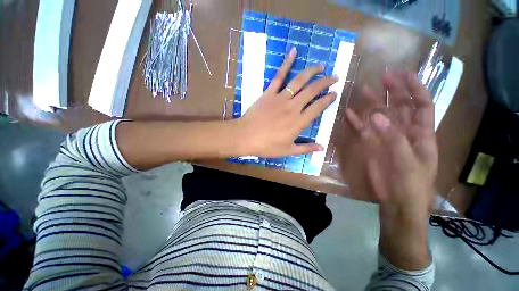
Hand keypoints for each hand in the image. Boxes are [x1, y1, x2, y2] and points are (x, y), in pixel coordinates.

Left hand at [235, 48, 338, 157]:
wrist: (246, 137)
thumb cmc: (267, 146)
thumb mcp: (288, 151)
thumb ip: (305, 148)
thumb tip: (322, 148)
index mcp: (299, 122)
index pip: (318, 107)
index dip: (328, 99)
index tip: (334, 93)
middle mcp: (293, 107)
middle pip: (312, 91)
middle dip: (325, 82)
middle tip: (334, 77)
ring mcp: (281, 98)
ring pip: (299, 81)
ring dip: (312, 72)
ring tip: (321, 66)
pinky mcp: (269, 93)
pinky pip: (279, 76)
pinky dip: (286, 63)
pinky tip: (293, 52)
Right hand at [343, 71, 437, 269]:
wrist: (397, 202)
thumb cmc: (411, 185)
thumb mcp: (408, 162)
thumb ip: (393, 138)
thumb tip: (376, 116)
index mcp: (421, 134)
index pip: (422, 105)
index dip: (415, 88)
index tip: (403, 74)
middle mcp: (404, 131)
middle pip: (400, 106)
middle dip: (394, 91)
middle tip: (383, 77)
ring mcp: (386, 137)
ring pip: (380, 116)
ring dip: (373, 103)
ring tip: (363, 90)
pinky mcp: (372, 145)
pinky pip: (364, 129)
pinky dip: (357, 121)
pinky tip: (349, 113)